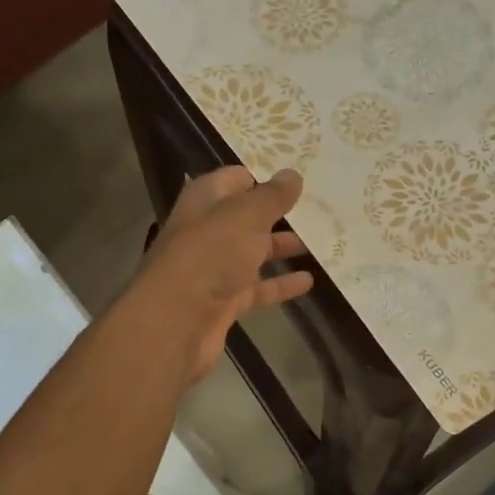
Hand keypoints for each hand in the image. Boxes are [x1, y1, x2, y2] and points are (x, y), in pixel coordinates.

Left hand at [131, 167, 314, 380]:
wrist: (176, 320)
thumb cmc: (210, 254)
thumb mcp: (246, 216)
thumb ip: (272, 196)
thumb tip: (292, 174)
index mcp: (205, 200)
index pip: (234, 178)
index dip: (262, 174)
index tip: (296, 176)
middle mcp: (207, 231)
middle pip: (246, 217)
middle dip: (277, 214)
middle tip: (317, 208)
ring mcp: (215, 268)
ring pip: (253, 253)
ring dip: (281, 248)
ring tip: (319, 242)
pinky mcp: (224, 302)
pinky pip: (257, 289)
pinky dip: (280, 284)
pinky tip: (309, 281)